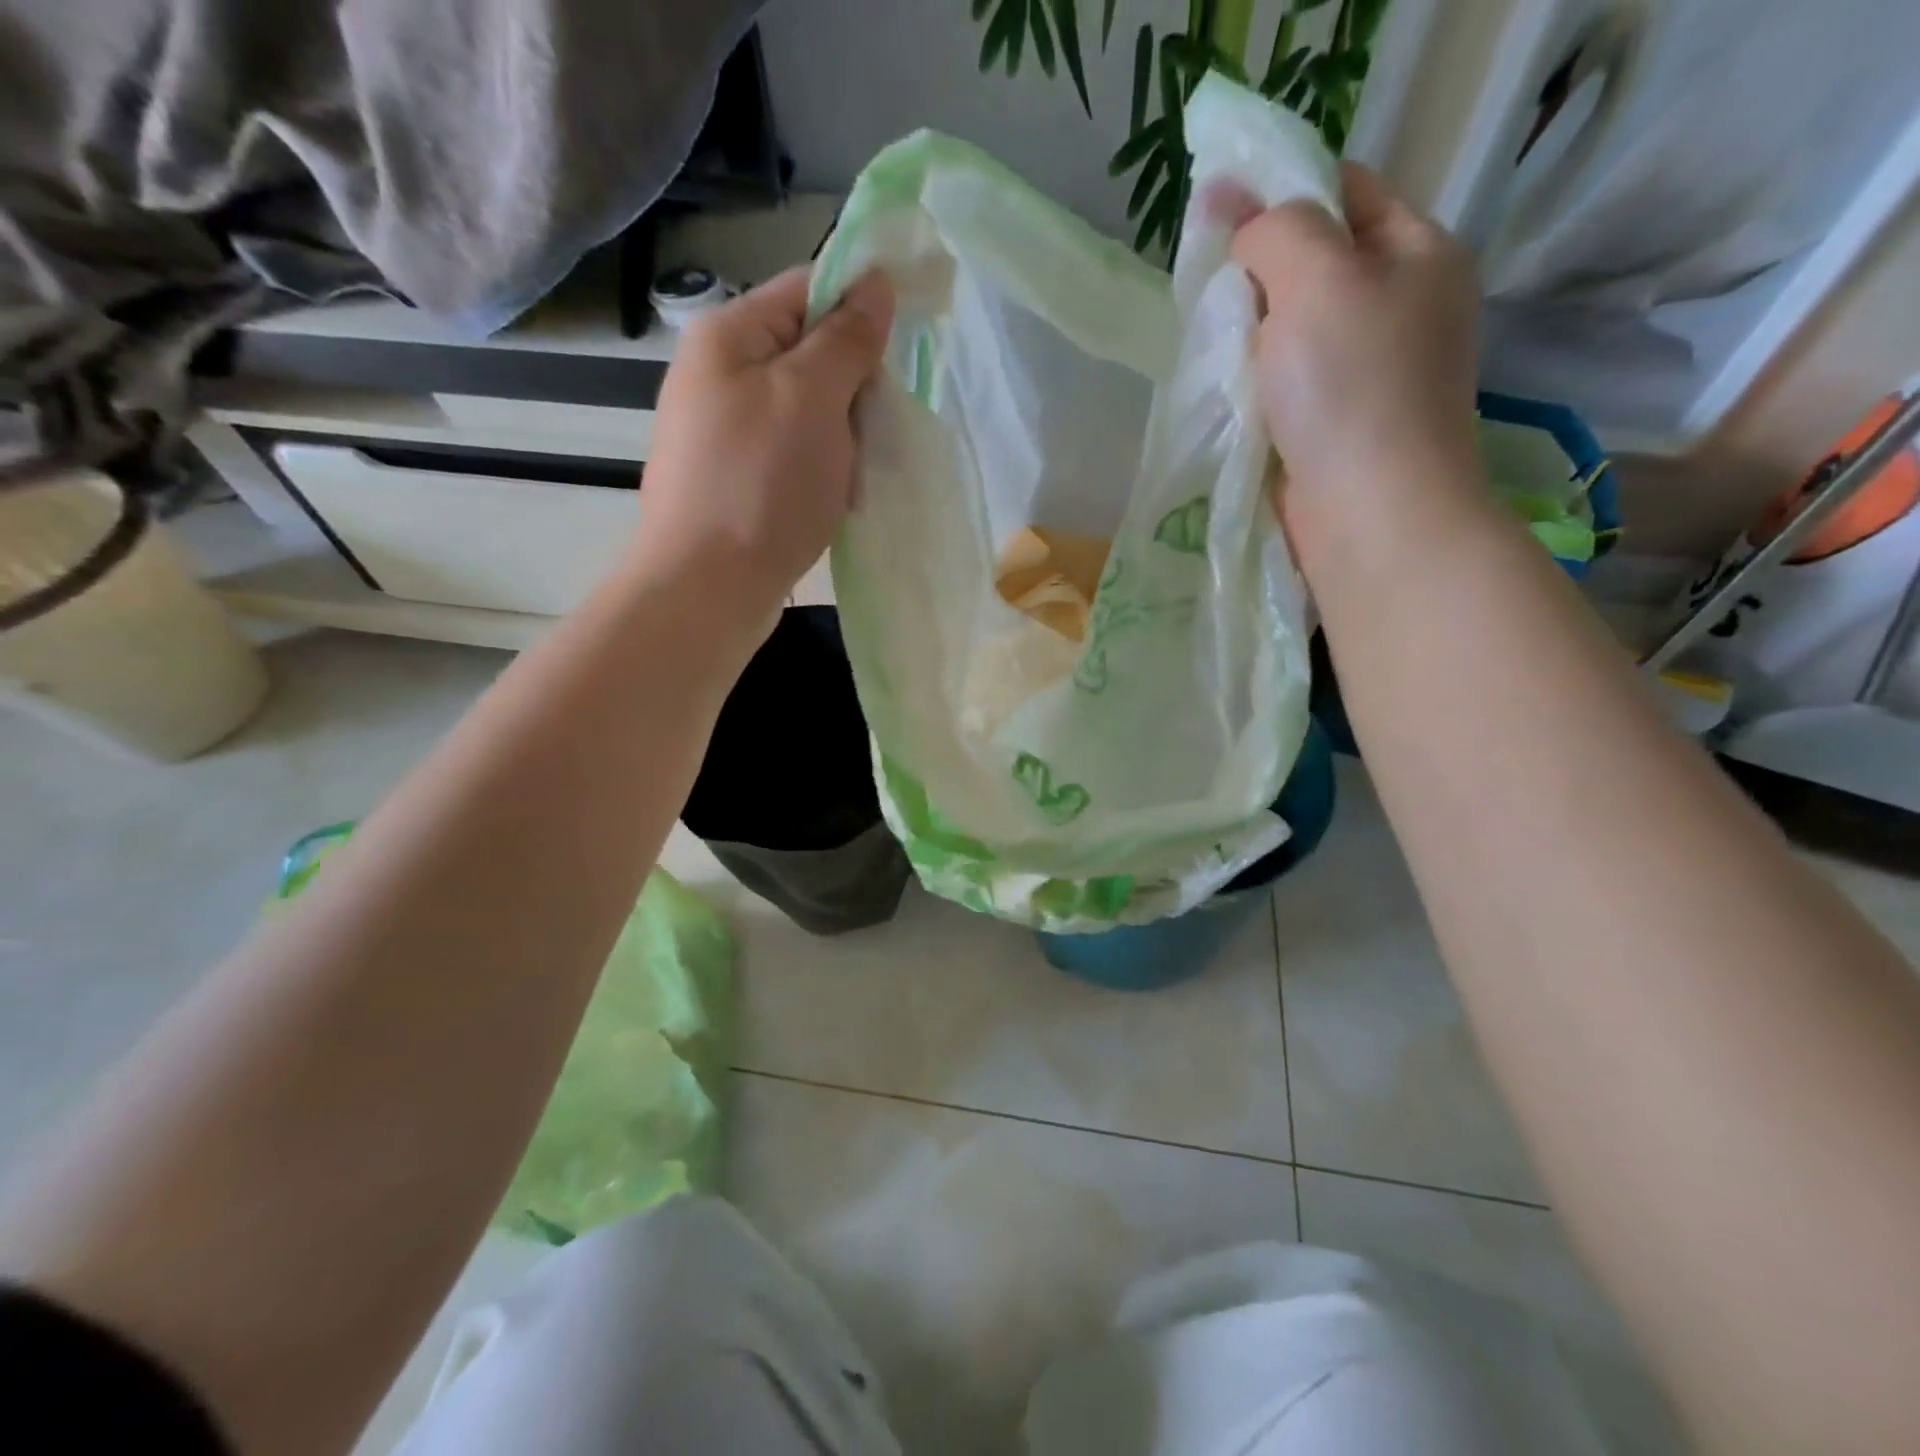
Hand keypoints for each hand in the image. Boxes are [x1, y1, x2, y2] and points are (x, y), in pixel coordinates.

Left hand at [636, 265, 893, 621]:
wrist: (708, 588)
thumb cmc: (762, 484)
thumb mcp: (813, 398)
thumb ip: (847, 338)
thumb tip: (875, 281)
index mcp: (729, 336)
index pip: (808, 290)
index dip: (861, 310)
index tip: (902, 354)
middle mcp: (719, 374)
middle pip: (810, 355)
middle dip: (852, 391)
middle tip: (870, 432)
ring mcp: (724, 431)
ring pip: (808, 412)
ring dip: (842, 439)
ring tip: (850, 479)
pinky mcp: (735, 479)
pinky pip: (793, 456)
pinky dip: (821, 472)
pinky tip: (833, 502)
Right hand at [1230, 164, 1482, 549]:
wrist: (1369, 513)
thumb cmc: (1351, 389)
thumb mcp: (1317, 277)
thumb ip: (1278, 231)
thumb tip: (1242, 225)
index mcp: (1417, 253)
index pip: (1345, 189)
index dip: (1280, 189)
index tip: (1214, 209)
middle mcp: (1400, 306)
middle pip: (1316, 262)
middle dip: (1257, 269)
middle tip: (1206, 284)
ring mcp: (1369, 372)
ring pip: (1293, 328)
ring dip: (1249, 331)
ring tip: (1209, 339)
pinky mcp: (1335, 426)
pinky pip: (1285, 382)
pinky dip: (1253, 380)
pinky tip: (1224, 387)